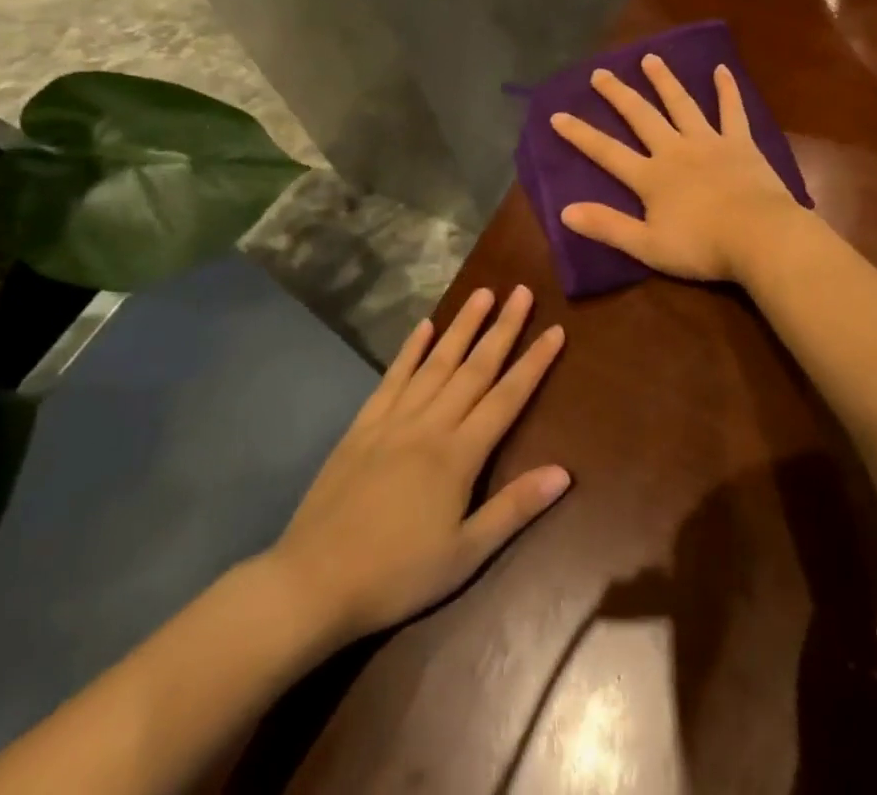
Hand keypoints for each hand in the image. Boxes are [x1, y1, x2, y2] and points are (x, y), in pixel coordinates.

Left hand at [254, 286, 568, 650]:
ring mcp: (394, 420)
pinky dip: (409, 350)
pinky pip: (392, 378)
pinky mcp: (363, 426)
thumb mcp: (465, 555)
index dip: (534, 362)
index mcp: (459, 454)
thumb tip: (564, 473)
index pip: (507, 397)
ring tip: (483, 293)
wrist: (312, 584)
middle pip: (475, 367)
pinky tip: (424, 326)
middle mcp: (430, 424)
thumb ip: (514, 509)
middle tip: (523, 291)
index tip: (556, 329)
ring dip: (462, 325)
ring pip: (437, 362)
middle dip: (503, 328)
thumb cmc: (397, 575)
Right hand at [550, 54, 806, 282]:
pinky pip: (732, 110)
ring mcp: (709, 142)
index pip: (607, 152)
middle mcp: (675, 150)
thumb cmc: (702, 247)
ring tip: (650, 58)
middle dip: (618, 94)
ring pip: (681, 104)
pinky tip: (722, 69)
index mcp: (651, 177)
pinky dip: (727, 90)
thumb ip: (608, 226)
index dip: (581, 135)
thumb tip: (565, 211)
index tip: (558, 115)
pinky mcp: (740, 143)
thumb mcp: (647, 246)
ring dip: (664, 81)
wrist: (759, 236)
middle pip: (641, 117)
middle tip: (601, 73)